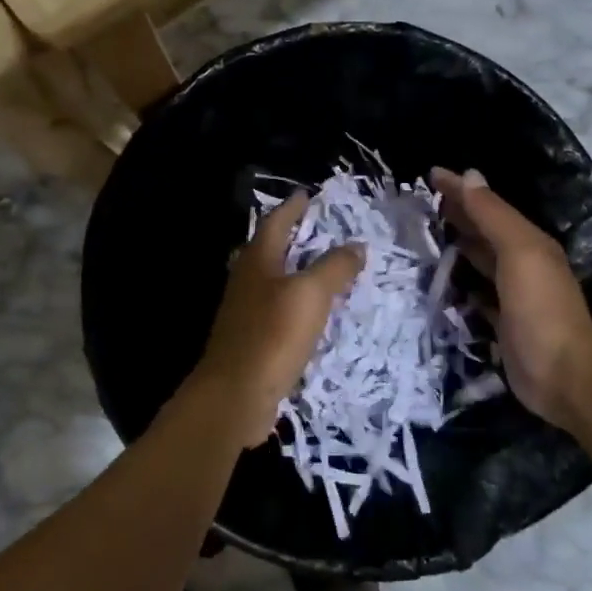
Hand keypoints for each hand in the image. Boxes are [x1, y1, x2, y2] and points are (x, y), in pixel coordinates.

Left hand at [189, 191, 363, 446]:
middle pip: (268, 249)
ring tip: (321, 269)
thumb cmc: (272, 335)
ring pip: (271, 281)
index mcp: (257, 261)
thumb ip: (334, 267)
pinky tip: (310, 314)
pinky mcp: (250, 341)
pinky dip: (295, 303)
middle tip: (318, 229)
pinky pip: (276, 310)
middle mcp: (246, 281)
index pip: (274, 223)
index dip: (291, 208)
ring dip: (294, 270)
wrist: (235, 395)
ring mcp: (245, 312)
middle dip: (291, 237)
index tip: (307, 195)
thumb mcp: (311, 294)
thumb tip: (356, 245)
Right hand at [432, 167, 591, 433]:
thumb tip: (469, 175)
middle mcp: (521, 263)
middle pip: (483, 231)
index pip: (487, 206)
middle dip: (457, 213)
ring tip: (425, 234)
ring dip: (456, 245)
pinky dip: (460, 282)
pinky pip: (475, 293)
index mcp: (528, 242)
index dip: (460, 189)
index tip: (429, 174)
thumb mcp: (519, 252)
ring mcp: (512, 295)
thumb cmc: (540, 307)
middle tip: (421, 201)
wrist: (562, 374)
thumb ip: (493, 215)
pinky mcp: (501, 323)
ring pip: (478, 260)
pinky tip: (443, 280)